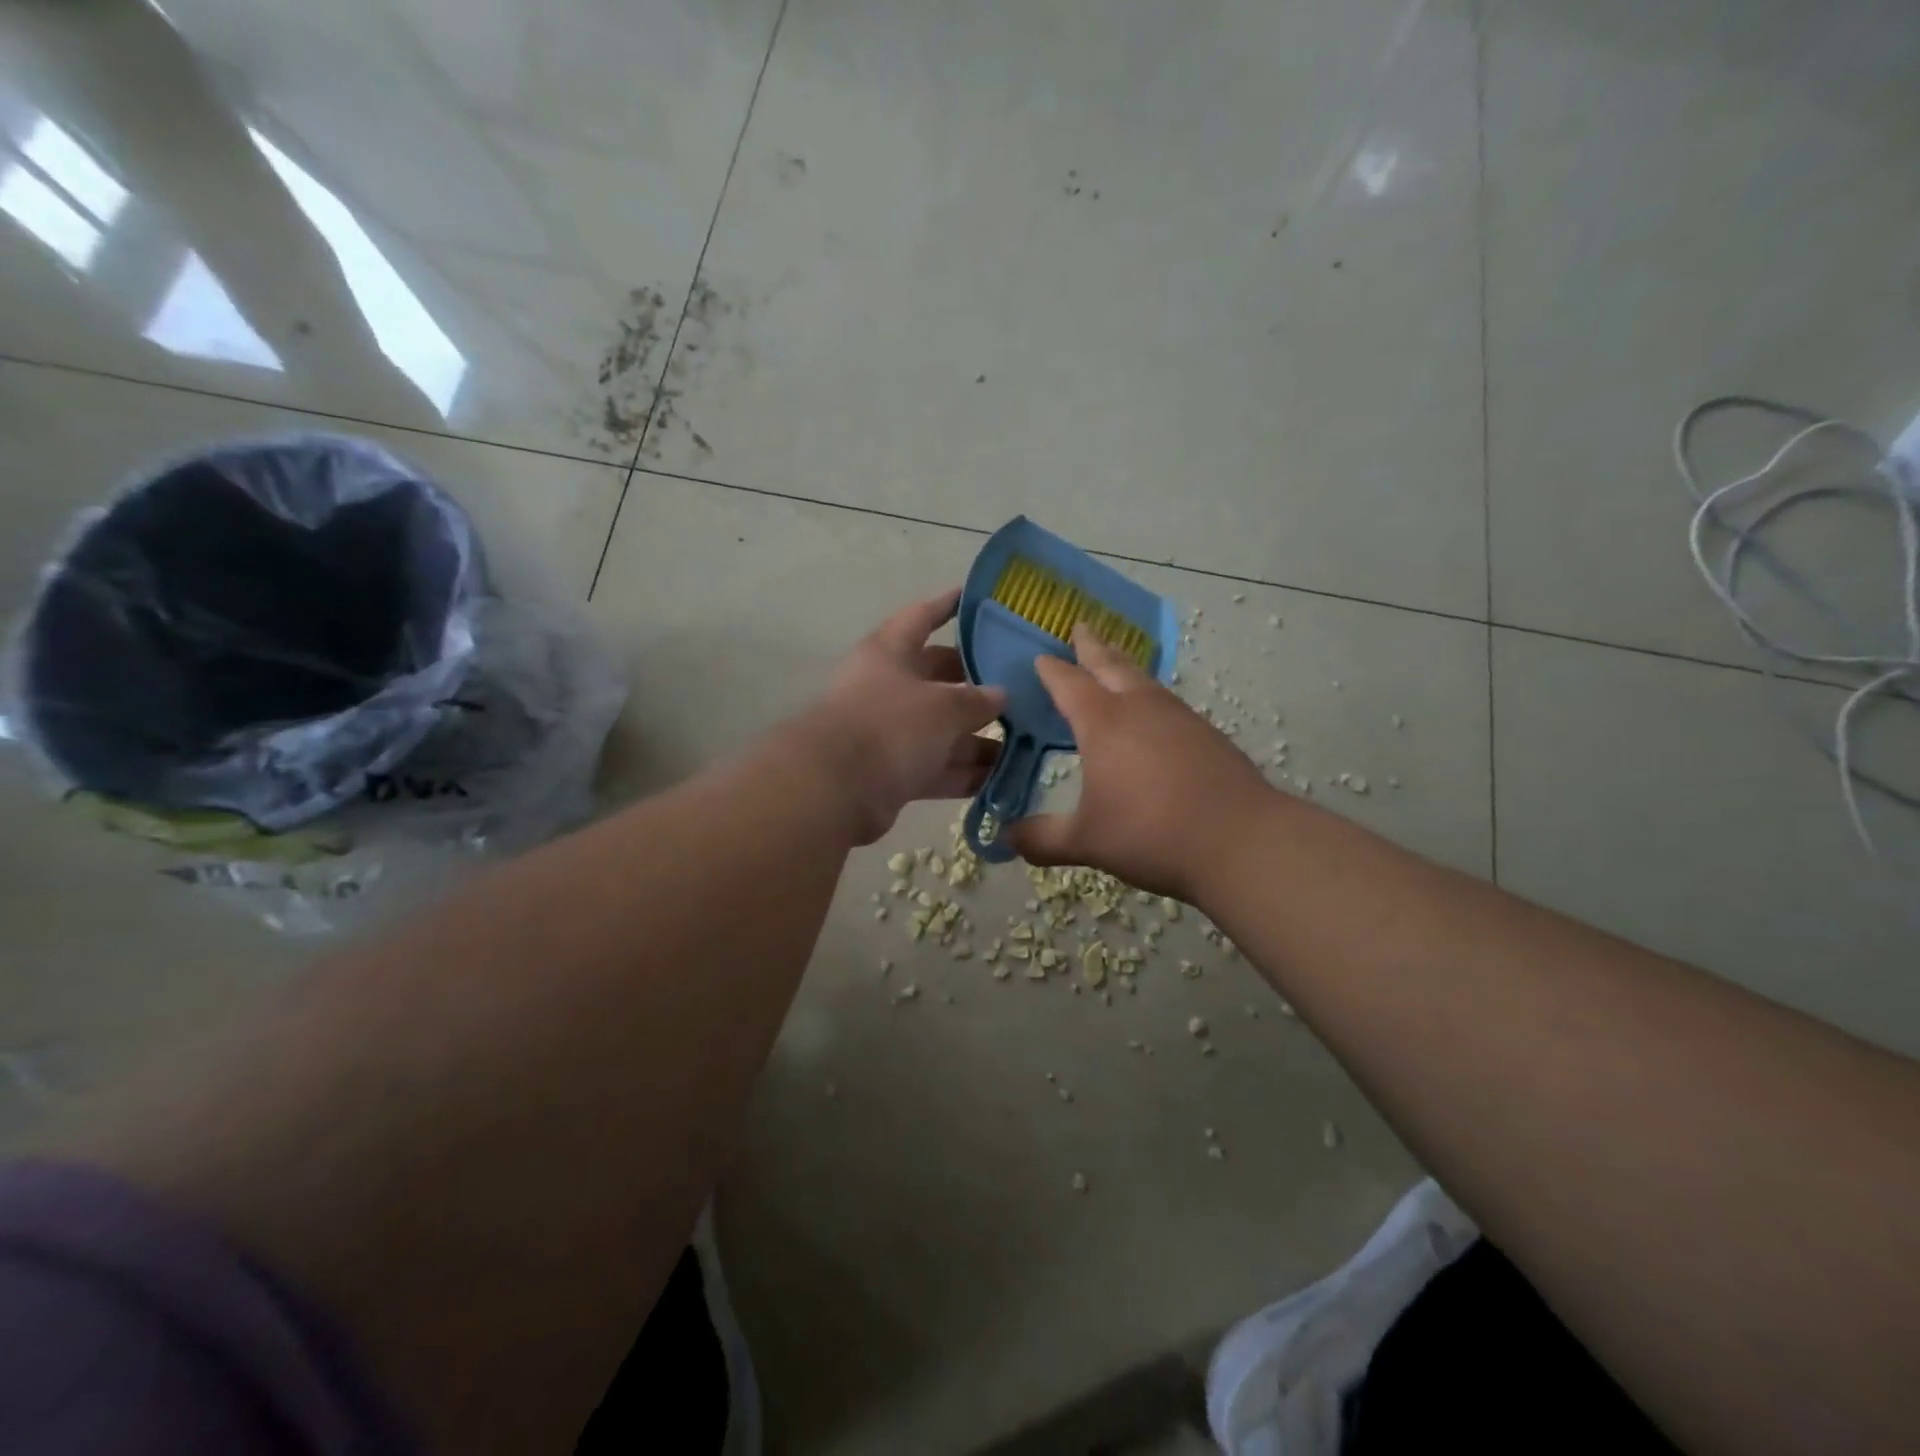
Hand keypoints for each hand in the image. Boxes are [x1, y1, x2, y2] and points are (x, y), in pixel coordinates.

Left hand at [794, 589, 1006, 844]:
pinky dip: (965, 772)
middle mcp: (887, 688)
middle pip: (937, 678)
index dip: (947, 605)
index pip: (921, 617)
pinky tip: (1004, 777)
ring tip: (1027, 740)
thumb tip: (1000, 695)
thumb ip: (976, 699)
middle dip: (976, 683)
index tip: (976, 597)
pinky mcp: (892, 773)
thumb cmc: (890, 726)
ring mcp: (888, 733)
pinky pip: (937, 767)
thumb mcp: (943, 706)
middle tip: (1020, 685)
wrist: (836, 790)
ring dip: (978, 738)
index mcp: (890, 653)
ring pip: (941, 730)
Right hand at [1010, 624, 1274, 900]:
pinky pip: (1168, 702)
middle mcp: (1140, 708)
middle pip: (1111, 664)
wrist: (1241, 840)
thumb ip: (1043, 838)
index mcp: (1103, 723)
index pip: (1069, 684)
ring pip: (1144, 680)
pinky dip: (1150, 696)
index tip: (1040, 657)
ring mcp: (1179, 718)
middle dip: (1092, 646)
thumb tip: (1009, 839)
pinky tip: (1153, 715)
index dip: (1051, 670)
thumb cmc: (1151, 833)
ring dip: (1124, 666)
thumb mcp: (1086, 842)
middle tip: (1080, 626)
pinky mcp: (1207, 734)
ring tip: (1114, 664)